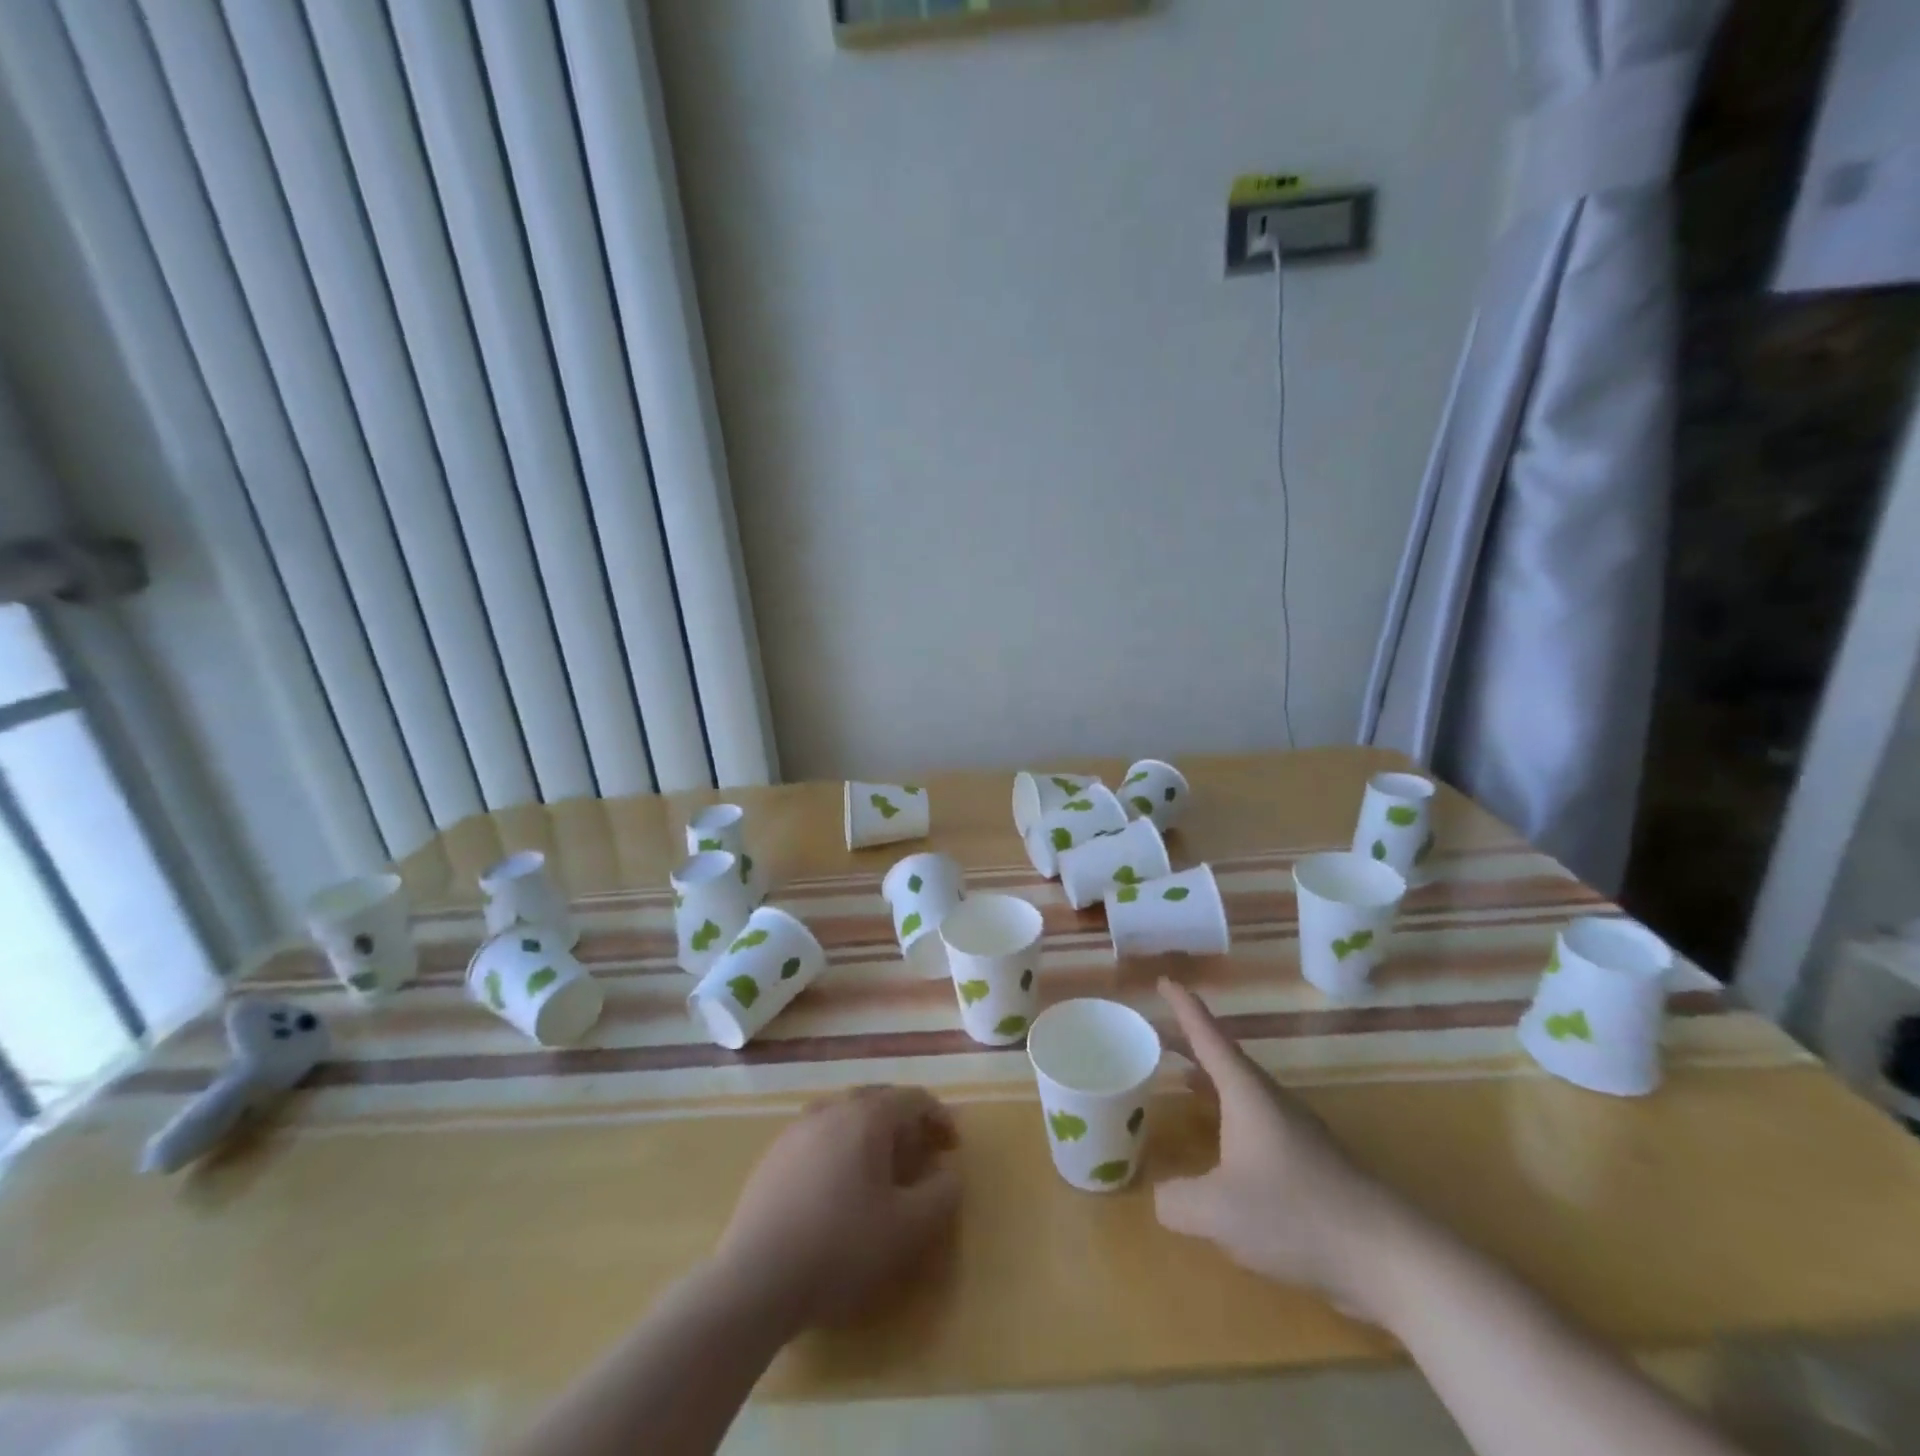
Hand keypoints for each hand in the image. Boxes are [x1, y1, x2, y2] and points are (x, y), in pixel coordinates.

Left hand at [714, 1085, 960, 1330]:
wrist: (755, 1280)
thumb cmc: (840, 1248)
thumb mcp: (907, 1229)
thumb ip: (941, 1196)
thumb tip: (949, 1174)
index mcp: (866, 1116)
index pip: (913, 1098)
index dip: (939, 1118)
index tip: (952, 1149)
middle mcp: (832, 1109)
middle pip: (878, 1100)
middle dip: (905, 1122)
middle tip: (920, 1155)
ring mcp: (797, 1129)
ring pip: (845, 1115)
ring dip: (871, 1133)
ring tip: (881, 1169)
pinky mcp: (774, 1155)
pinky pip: (819, 1135)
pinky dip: (840, 1147)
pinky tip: (838, 1187)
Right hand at [1154, 978, 1416, 1319]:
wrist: (1387, 1254)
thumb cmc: (1295, 1213)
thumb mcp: (1218, 1212)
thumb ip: (1177, 1201)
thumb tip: (1162, 1197)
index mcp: (1245, 1092)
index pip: (1207, 1035)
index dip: (1183, 1006)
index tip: (1164, 981)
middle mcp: (1270, 1100)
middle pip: (1224, 1058)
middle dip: (1190, 1043)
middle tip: (1157, 1034)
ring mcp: (1295, 1129)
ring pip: (1242, 1090)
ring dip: (1210, 1079)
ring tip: (1182, 1080)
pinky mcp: (1311, 1161)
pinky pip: (1257, 1121)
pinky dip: (1229, 1116)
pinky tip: (1223, 1147)